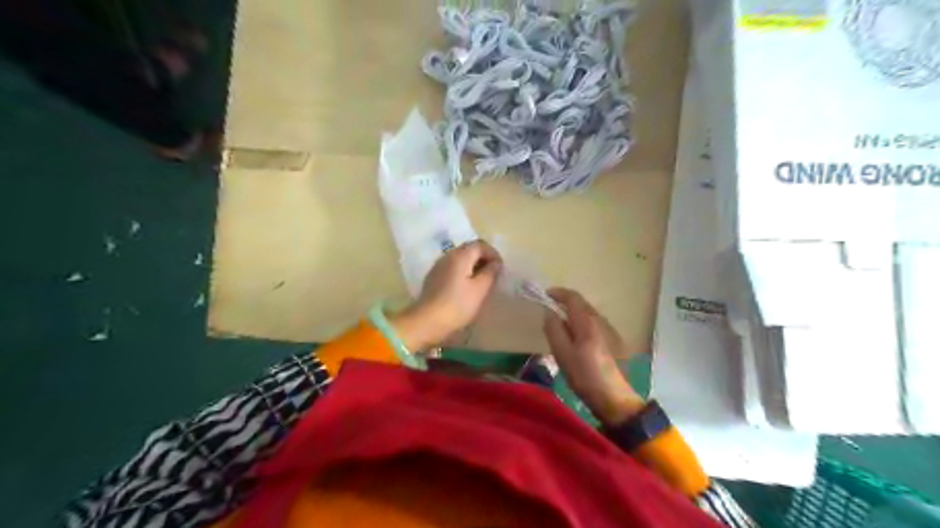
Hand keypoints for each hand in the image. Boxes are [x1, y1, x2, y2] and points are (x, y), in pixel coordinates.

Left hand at [395, 242, 502, 351]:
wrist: (427, 321)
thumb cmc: (457, 305)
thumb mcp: (480, 290)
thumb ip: (490, 273)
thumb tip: (496, 263)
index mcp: (460, 256)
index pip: (480, 244)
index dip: (493, 254)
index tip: (500, 269)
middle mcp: (448, 255)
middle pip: (469, 249)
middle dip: (483, 259)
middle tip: (493, 275)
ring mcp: (438, 266)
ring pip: (460, 259)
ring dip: (473, 266)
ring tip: (482, 282)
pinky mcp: (433, 277)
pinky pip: (452, 268)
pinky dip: (463, 272)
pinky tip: (466, 288)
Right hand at [545, 287, 647, 426]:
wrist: (614, 397)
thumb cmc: (584, 375)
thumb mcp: (562, 353)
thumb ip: (554, 329)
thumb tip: (549, 312)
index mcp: (587, 322)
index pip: (573, 297)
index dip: (558, 293)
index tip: (545, 295)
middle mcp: (601, 321)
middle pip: (582, 304)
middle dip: (565, 303)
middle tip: (550, 310)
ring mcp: (610, 331)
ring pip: (589, 314)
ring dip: (574, 314)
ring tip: (562, 325)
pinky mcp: (615, 342)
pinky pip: (595, 324)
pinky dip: (583, 323)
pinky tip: (578, 338)